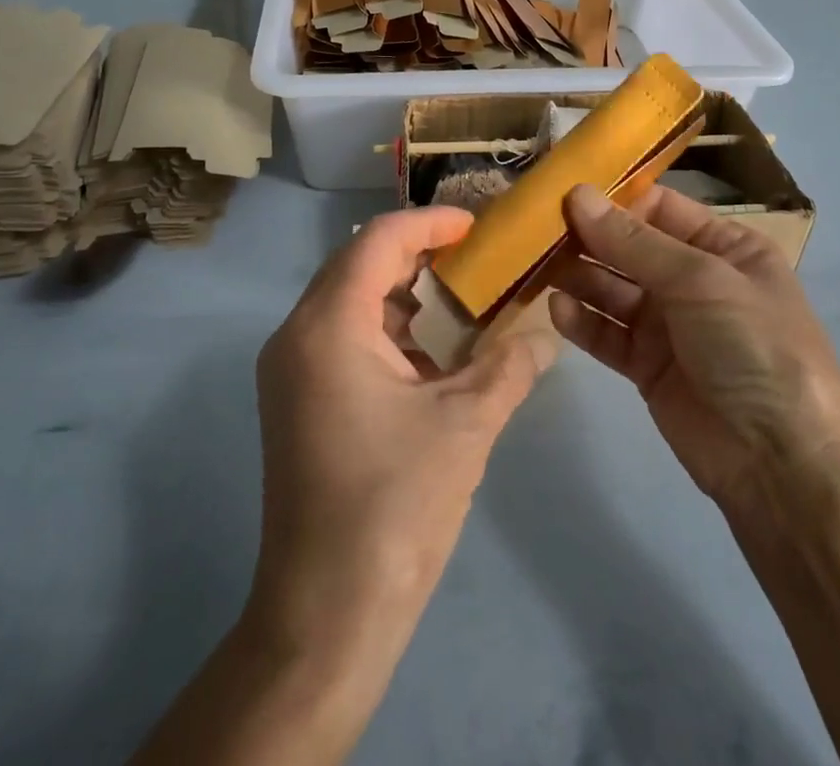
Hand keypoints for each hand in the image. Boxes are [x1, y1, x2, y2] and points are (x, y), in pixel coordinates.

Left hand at [247, 207, 557, 660]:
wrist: (326, 617)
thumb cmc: (395, 506)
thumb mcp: (465, 425)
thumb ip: (510, 366)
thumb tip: (549, 330)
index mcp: (328, 326)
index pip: (378, 241)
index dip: (430, 222)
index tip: (477, 224)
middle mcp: (297, 335)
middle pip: (359, 264)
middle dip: (418, 253)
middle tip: (475, 256)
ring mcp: (291, 370)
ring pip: (350, 301)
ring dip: (404, 293)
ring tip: (461, 299)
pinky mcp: (297, 400)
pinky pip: (343, 338)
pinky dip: (388, 330)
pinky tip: (432, 355)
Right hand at [547, 184, 839, 516]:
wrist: (781, 464)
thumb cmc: (752, 346)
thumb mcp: (700, 280)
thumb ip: (632, 241)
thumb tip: (577, 194)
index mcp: (724, 246)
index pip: (658, 207)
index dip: (613, 199)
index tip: (562, 191)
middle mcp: (694, 279)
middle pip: (629, 247)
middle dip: (587, 236)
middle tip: (534, 227)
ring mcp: (669, 324)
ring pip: (612, 288)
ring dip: (578, 275)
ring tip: (535, 264)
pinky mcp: (647, 365)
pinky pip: (608, 332)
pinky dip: (583, 320)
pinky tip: (557, 309)